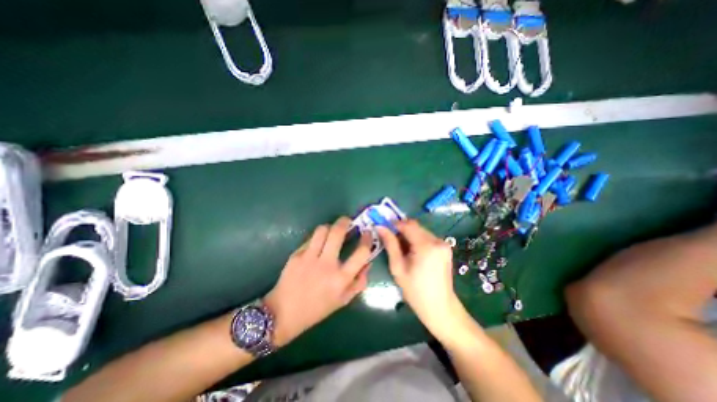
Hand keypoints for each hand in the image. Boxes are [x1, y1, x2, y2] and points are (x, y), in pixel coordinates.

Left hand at [264, 217, 375, 344]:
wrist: (283, 313)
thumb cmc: (317, 309)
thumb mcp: (343, 300)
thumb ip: (359, 282)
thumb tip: (368, 262)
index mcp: (341, 279)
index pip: (361, 252)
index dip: (367, 239)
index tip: (368, 233)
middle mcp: (326, 265)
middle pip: (338, 232)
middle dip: (345, 221)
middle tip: (347, 221)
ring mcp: (309, 258)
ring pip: (322, 230)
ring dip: (329, 227)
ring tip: (331, 231)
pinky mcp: (296, 255)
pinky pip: (310, 239)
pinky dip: (317, 238)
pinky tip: (317, 244)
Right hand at [377, 221, 461, 335]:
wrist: (440, 308)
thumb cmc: (415, 291)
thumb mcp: (398, 267)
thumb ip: (390, 244)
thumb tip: (380, 227)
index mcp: (426, 246)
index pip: (408, 225)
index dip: (394, 224)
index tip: (384, 229)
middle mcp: (437, 240)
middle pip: (415, 226)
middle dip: (401, 230)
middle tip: (390, 241)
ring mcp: (443, 244)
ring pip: (421, 231)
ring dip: (409, 235)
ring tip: (401, 250)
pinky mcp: (445, 248)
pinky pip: (427, 237)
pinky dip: (417, 240)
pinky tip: (412, 253)